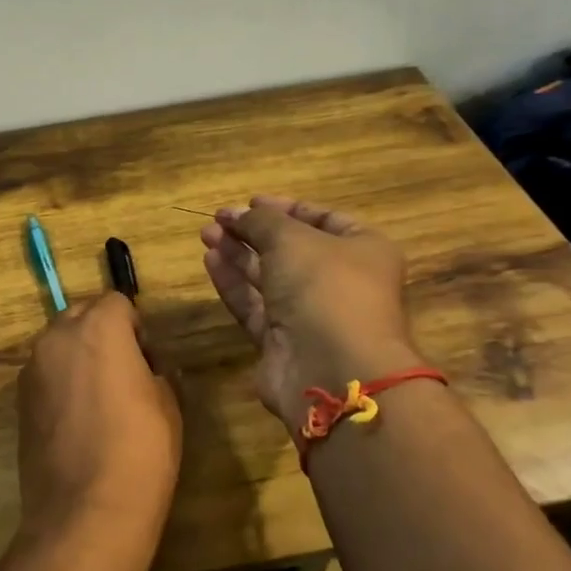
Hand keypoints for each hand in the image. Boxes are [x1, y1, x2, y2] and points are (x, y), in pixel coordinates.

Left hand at [16, 292, 182, 549]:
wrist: (85, 511)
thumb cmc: (140, 451)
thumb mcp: (168, 404)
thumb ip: (156, 370)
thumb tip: (148, 367)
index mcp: (98, 328)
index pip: (117, 301)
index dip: (135, 328)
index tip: (147, 362)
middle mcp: (56, 337)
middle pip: (81, 315)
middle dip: (102, 334)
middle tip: (124, 375)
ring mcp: (31, 368)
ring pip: (58, 344)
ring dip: (78, 357)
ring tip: (99, 401)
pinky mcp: (18, 400)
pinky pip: (44, 374)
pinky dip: (60, 382)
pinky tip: (77, 421)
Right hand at [201, 195, 418, 424]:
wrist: (332, 368)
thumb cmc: (325, 287)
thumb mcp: (292, 239)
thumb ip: (261, 221)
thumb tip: (237, 213)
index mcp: (363, 250)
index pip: (324, 220)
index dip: (286, 209)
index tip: (250, 202)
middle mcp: (340, 282)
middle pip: (292, 249)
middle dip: (254, 232)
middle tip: (218, 219)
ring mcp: (311, 315)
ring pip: (269, 278)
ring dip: (238, 255)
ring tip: (206, 235)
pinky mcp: (283, 341)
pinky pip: (255, 306)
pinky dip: (233, 284)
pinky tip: (210, 261)